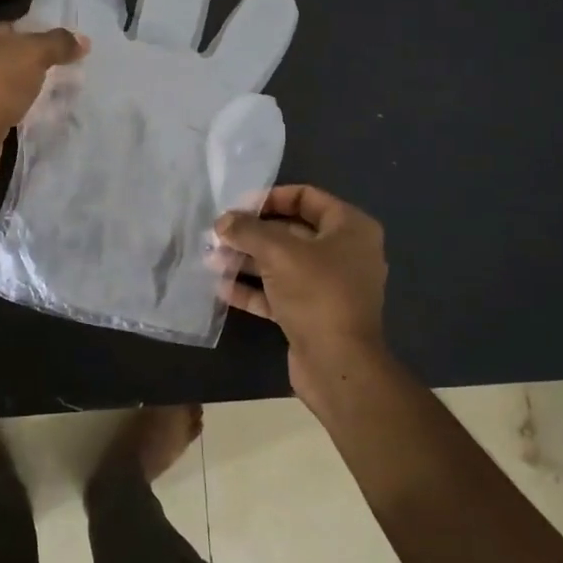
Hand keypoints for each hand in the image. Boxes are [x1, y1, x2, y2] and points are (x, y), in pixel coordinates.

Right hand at [215, 185, 391, 416]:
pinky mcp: (313, 314)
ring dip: (247, 260)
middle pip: (291, 231)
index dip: (270, 198)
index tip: (238, 207)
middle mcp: (344, 253)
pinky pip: (279, 292)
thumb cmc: (316, 293)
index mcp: (350, 228)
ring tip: (212, 259)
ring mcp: (329, 286)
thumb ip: (247, 231)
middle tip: (217, 235)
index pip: (306, 198)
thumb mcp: (278, 252)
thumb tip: (222, 221)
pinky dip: (254, 289)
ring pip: (282, 264)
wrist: (338, 364)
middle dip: (252, 233)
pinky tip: (222, 288)